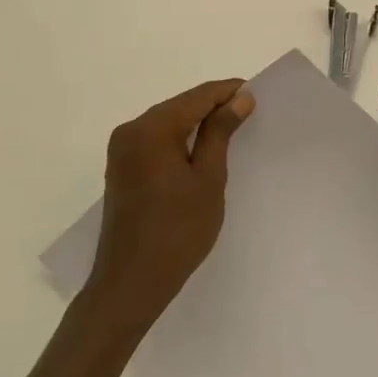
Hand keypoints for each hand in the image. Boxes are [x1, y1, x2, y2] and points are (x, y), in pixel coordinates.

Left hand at [84, 78, 255, 328]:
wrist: (130, 284)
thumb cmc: (177, 232)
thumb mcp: (208, 179)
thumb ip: (221, 132)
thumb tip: (240, 97)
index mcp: (152, 129)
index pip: (198, 97)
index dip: (228, 92)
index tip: (257, 94)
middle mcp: (131, 130)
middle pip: (181, 106)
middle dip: (213, 106)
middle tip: (249, 113)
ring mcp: (122, 149)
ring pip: (168, 122)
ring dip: (197, 123)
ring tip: (231, 130)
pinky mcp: (121, 167)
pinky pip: (156, 140)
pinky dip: (180, 139)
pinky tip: (202, 150)